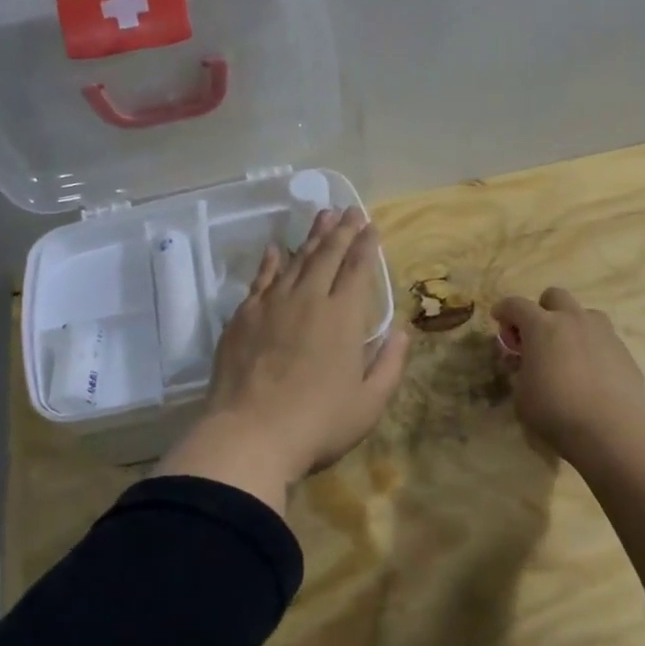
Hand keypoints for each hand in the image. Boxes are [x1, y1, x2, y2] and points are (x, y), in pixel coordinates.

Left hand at [160, 208, 410, 513]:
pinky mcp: (243, 317)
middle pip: (327, 255)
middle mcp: (309, 299)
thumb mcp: (369, 403)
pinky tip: (276, 249)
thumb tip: (402, 331)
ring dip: (312, 237)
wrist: (249, 435)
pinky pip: (261, 279)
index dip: (367, 245)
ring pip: (295, 260)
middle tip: (350, 210)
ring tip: (322, 217)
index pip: (358, 269)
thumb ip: (390, 364)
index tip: (372, 226)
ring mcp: (272, 305)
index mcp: (343, 317)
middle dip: (342, 230)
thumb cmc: (318, 423)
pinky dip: (271, 261)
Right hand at [492, 287, 644, 456]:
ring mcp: (603, 332)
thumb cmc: (555, 411)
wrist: (610, 429)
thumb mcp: (522, 394)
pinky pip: (603, 339)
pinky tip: (590, 373)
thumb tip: (523, 360)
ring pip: (584, 313)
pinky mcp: (624, 351)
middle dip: (541, 310)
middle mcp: (573, 320)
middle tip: (536, 336)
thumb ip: (520, 370)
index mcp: (542, 326)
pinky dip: (592, 347)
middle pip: (555, 296)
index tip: (498, 319)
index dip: (504, 310)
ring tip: (567, 352)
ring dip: (571, 325)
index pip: (516, 304)